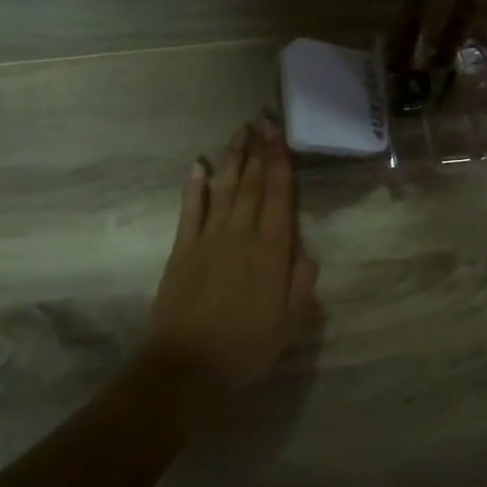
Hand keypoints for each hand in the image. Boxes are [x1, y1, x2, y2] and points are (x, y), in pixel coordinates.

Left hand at [144, 118, 318, 407]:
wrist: (187, 368)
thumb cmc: (246, 348)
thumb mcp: (290, 322)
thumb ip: (301, 282)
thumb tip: (305, 250)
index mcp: (271, 251)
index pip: (279, 195)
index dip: (280, 161)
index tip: (279, 133)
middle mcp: (241, 234)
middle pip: (252, 184)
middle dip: (258, 150)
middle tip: (262, 119)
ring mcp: (208, 239)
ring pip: (224, 189)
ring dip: (232, 159)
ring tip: (239, 132)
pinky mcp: (181, 249)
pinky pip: (190, 210)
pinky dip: (195, 186)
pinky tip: (199, 166)